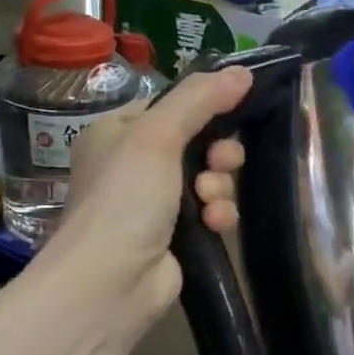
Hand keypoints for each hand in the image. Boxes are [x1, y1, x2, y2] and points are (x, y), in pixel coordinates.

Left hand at [52, 67, 251, 333]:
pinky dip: (218, 216)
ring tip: (209, 203)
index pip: (173, 105)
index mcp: (119, 131)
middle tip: (222, 163)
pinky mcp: (178, 236)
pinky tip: (214, 226)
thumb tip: (243, 71)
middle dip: (219, 153)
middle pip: (199, 142)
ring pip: (211, 178)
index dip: (206, 106)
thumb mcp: (157, 136)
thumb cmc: (125, 199)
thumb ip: (200, 100)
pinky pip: (212, 212)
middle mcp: (136, 164)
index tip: (236, 107)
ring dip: (219, 187)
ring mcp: (156, 203)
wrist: (110, 283)